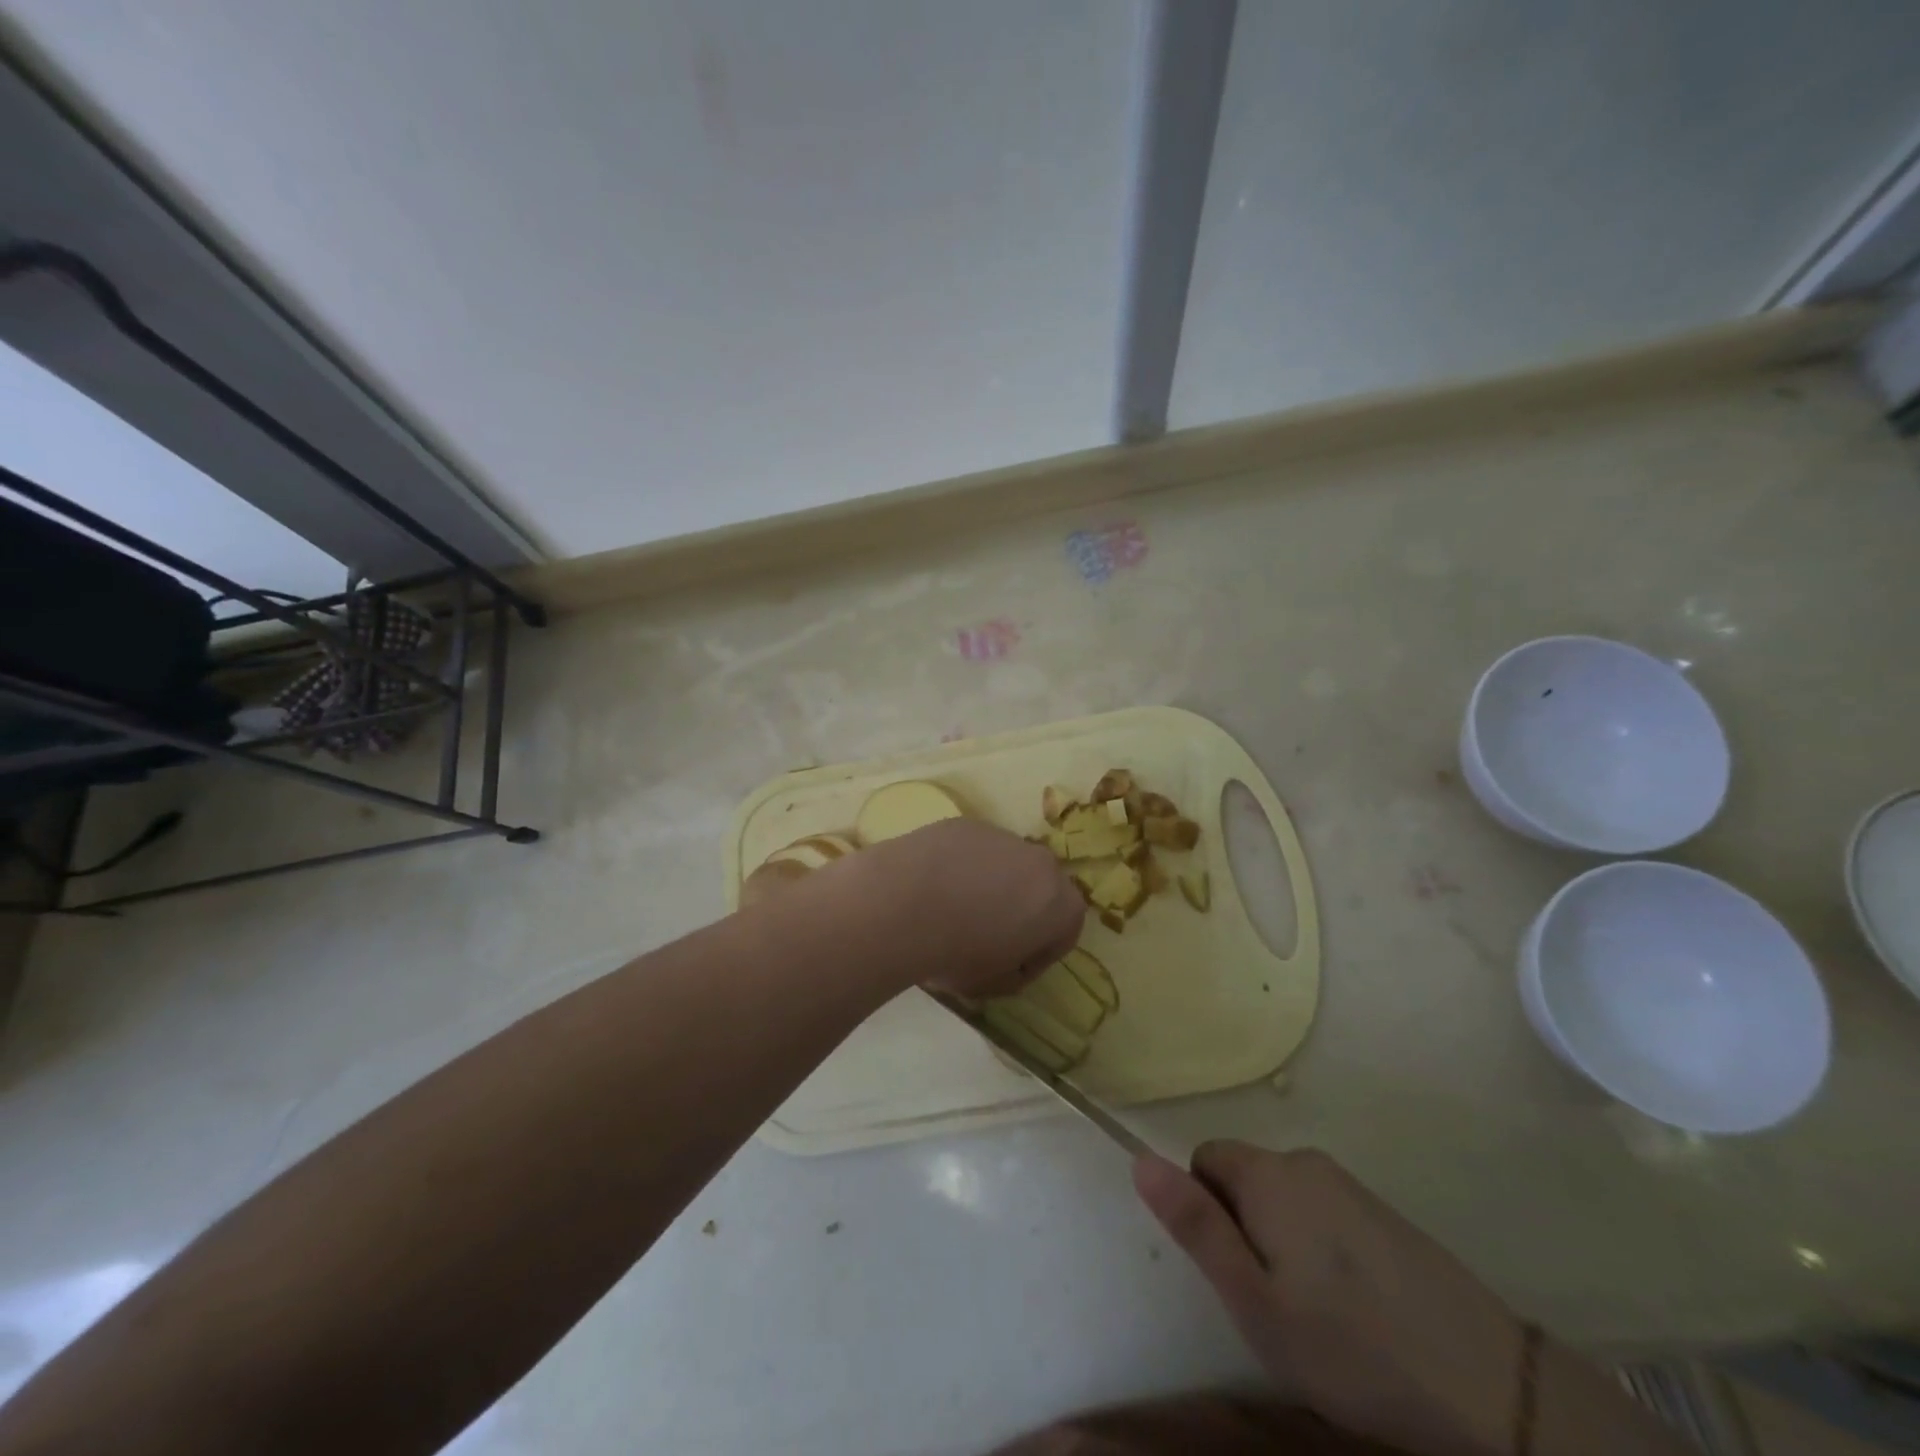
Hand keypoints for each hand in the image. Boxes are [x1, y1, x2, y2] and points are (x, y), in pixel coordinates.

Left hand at [846, 819, 1085, 996]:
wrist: (902, 904)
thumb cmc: (957, 952)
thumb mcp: (993, 984)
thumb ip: (1013, 972)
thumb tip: (1007, 959)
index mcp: (1060, 903)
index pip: (1064, 932)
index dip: (1038, 955)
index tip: (1011, 969)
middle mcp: (1040, 861)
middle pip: (1037, 889)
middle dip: (1019, 910)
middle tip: (985, 936)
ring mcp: (1001, 835)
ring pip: (1004, 865)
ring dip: (990, 885)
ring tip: (952, 909)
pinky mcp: (965, 824)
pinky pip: (971, 850)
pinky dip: (959, 866)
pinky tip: (932, 886)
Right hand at [1134, 1143, 1523, 1455]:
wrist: (1489, 1387)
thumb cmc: (1349, 1346)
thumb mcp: (1253, 1300)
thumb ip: (1194, 1225)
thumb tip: (1139, 1158)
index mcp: (1269, 1173)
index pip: (1204, 1158)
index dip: (1205, 1212)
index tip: (1236, 1272)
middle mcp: (1306, 1161)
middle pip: (1246, 1177)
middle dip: (1244, 1228)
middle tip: (1275, 1303)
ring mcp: (1351, 1185)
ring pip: (1286, 1199)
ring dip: (1283, 1241)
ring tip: (1317, 1313)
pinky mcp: (1385, 1213)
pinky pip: (1326, 1214)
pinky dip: (1323, 1249)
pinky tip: (1356, 1308)